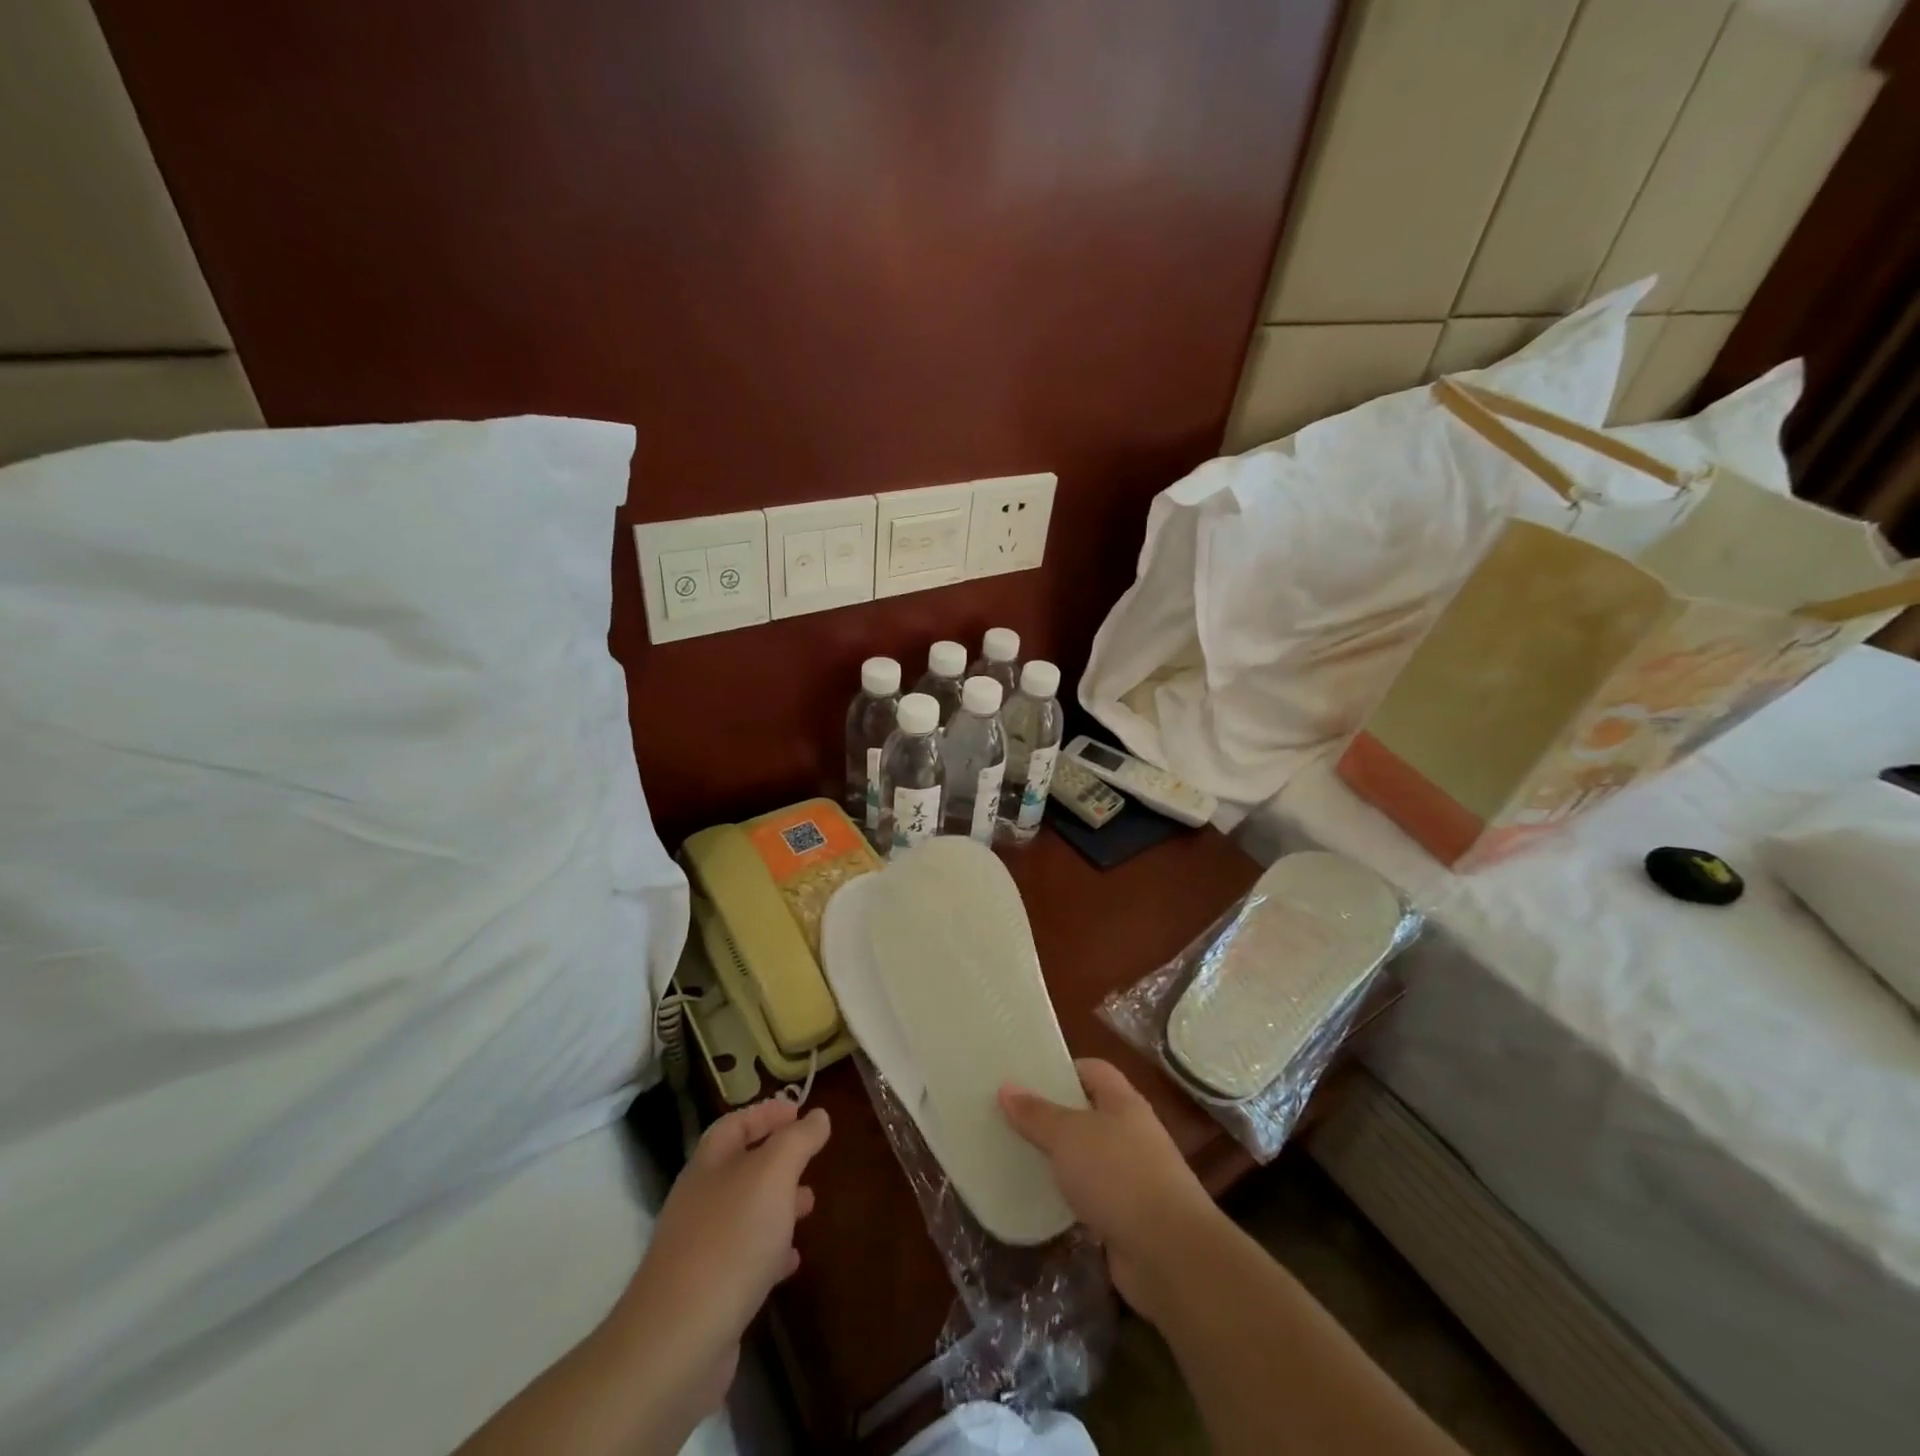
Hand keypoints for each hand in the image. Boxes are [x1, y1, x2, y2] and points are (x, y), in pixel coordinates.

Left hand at [615, 1100, 830, 1422]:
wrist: (677, 1342)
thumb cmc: (730, 1240)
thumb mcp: (773, 1175)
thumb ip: (798, 1140)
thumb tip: (818, 1115)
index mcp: (709, 1165)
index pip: (735, 1124)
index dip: (766, 1113)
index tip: (800, 1110)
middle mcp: (700, 1201)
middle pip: (740, 1167)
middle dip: (777, 1160)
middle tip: (812, 1159)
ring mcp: (700, 1249)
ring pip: (745, 1213)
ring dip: (778, 1205)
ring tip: (810, 1206)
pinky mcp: (708, 1293)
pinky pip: (744, 1259)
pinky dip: (771, 1252)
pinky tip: (792, 1261)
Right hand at [1000, 1059, 1220, 1320]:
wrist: (1169, 1253)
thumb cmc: (1118, 1175)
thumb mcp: (1069, 1137)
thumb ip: (1037, 1114)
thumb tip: (1006, 1087)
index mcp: (1123, 1103)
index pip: (1093, 1070)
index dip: (1062, 1069)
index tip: (1026, 1077)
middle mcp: (1131, 1134)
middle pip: (1088, 1113)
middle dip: (1054, 1115)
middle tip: (1012, 1117)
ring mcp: (1132, 1177)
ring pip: (1088, 1158)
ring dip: (1060, 1160)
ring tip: (1018, 1157)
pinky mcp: (1127, 1217)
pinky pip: (1090, 1197)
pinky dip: (1069, 1198)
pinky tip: (1040, 1201)